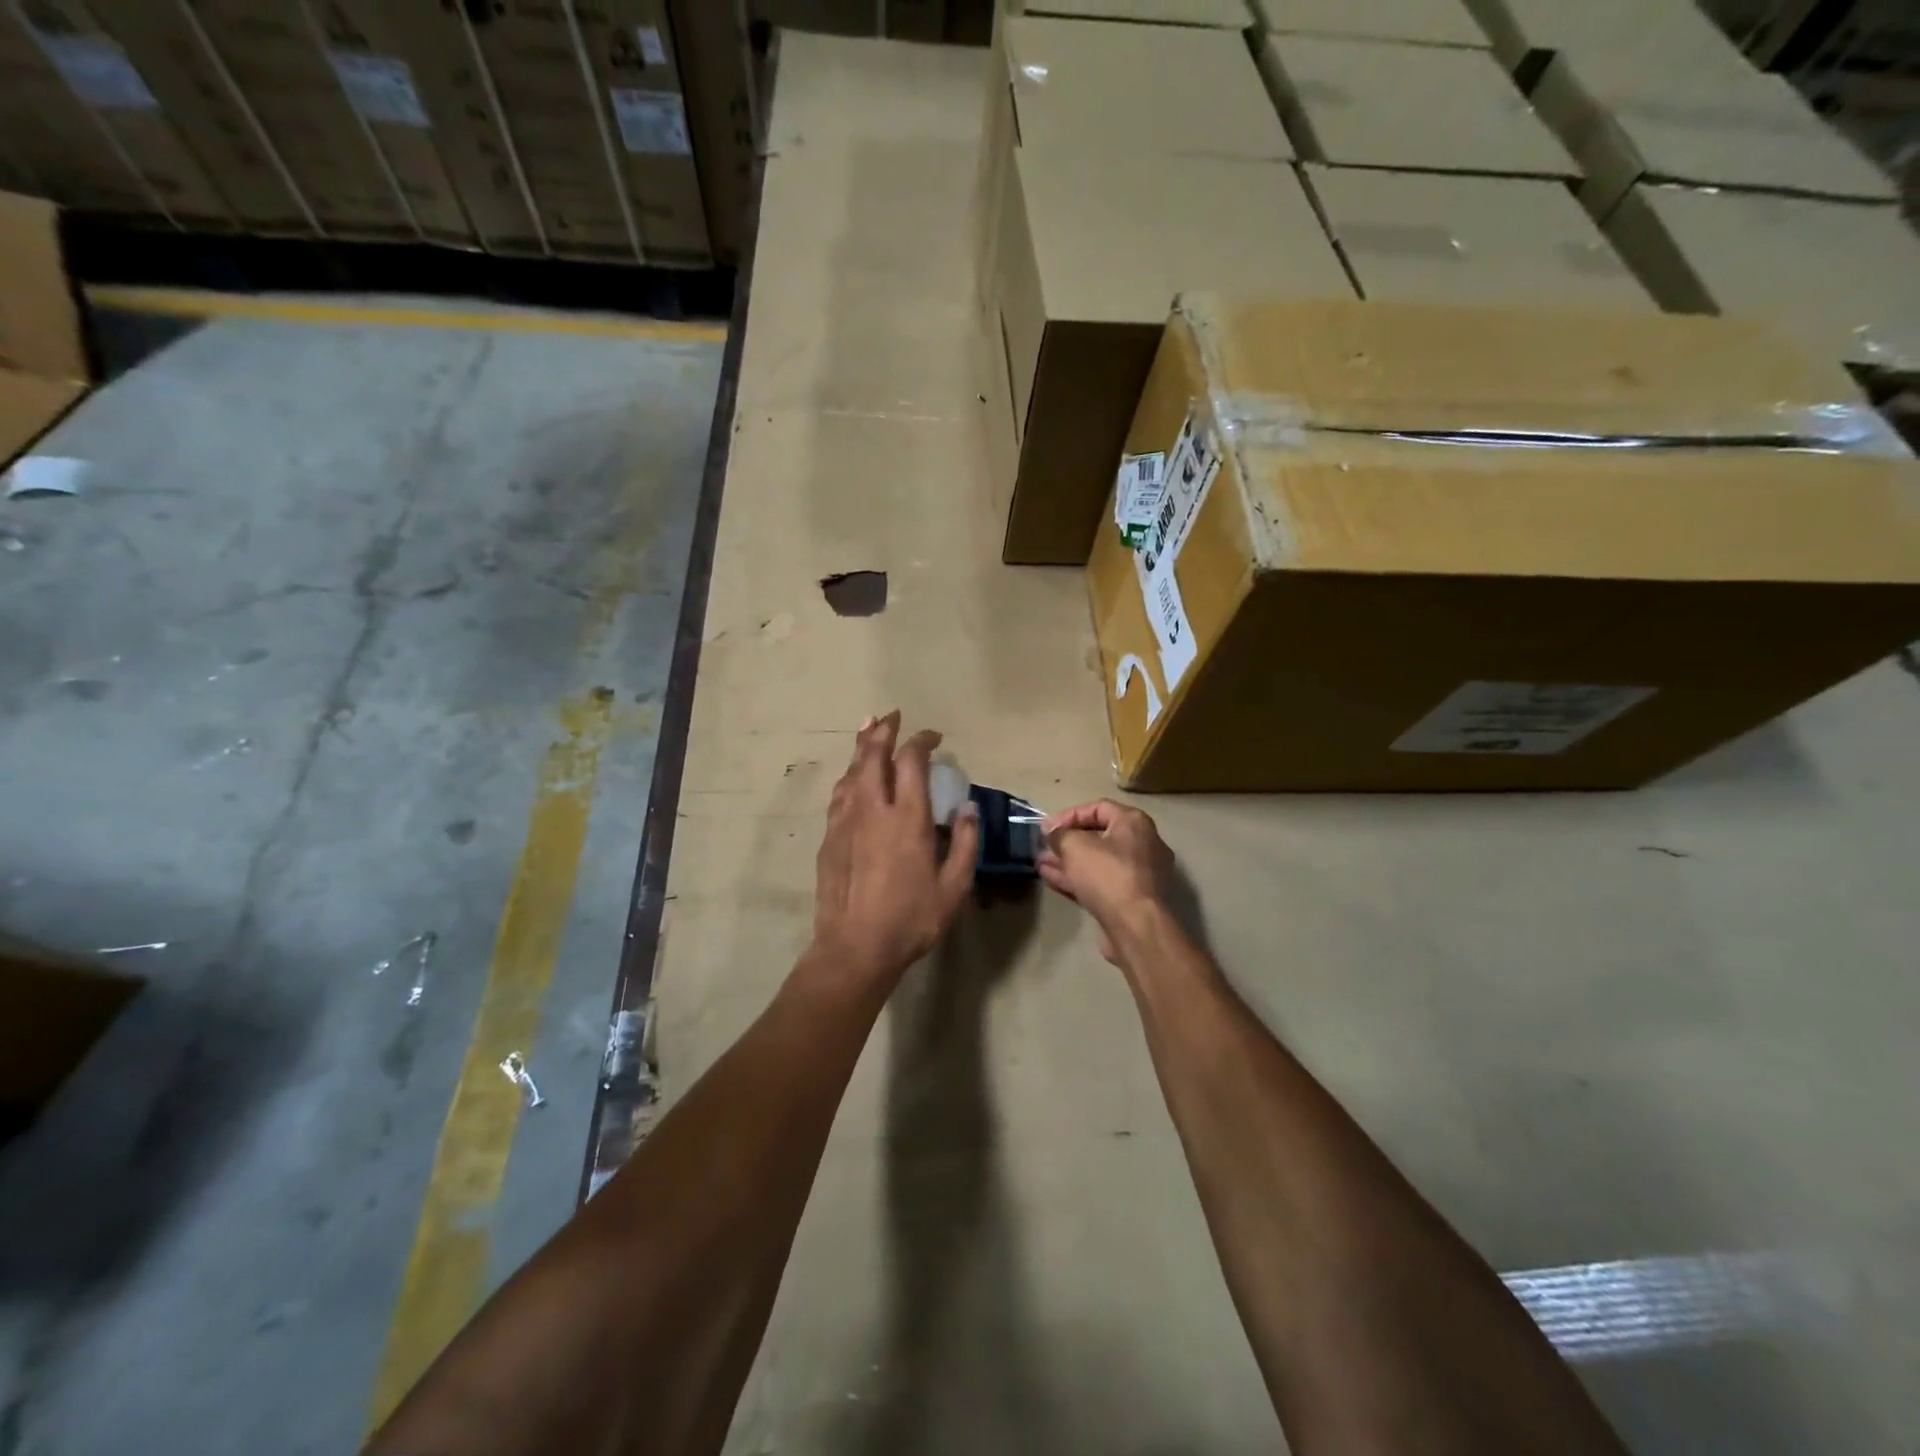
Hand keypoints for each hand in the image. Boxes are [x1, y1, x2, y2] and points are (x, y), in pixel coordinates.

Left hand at [812, 712, 979, 988]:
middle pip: (873, 754)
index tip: (934, 737)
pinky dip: (849, 777)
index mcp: (907, 817)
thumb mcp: (954, 887)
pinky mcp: (829, 838)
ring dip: (861, 747)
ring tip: (868, 730)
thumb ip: (964, 843)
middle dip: (883, 729)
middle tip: (892, 715)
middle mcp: (873, 809)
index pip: (912, 761)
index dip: (922, 740)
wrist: (855, 947)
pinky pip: (839, 795)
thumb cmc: (911, 919)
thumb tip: (966, 808)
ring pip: (851, 771)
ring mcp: (845, 821)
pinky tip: (852, 778)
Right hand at [1036, 800, 1175, 965]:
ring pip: (1097, 861)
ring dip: (1068, 861)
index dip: (1069, 815)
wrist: (1137, 927)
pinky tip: (1051, 878)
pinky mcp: (1131, 899)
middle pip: (1098, 836)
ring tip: (1040, 863)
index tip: (1046, 828)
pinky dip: (1078, 878)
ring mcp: (1139, 874)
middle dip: (1067, 841)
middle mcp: (1142, 844)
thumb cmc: (1108, 875)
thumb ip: (1060, 835)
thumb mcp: (1075, 847)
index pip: (1098, 808)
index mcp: (1134, 823)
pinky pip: (1101, 881)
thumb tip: (1052, 832)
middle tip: (1043, 846)